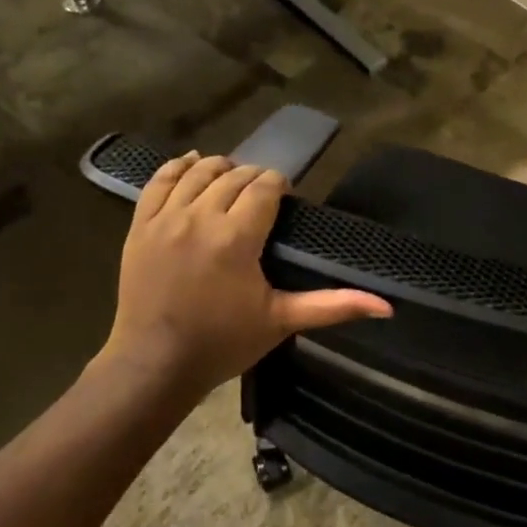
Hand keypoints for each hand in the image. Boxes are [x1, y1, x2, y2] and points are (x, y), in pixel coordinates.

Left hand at [100, 153, 391, 395]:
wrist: (155, 364)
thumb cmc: (223, 343)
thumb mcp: (282, 322)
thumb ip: (333, 305)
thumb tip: (386, 306)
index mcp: (237, 238)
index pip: (264, 187)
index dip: (279, 185)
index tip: (285, 198)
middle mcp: (200, 217)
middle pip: (235, 176)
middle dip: (254, 178)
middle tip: (264, 196)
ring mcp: (165, 218)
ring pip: (198, 172)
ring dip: (221, 168)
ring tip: (234, 180)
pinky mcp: (140, 225)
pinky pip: (159, 180)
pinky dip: (178, 166)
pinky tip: (193, 163)